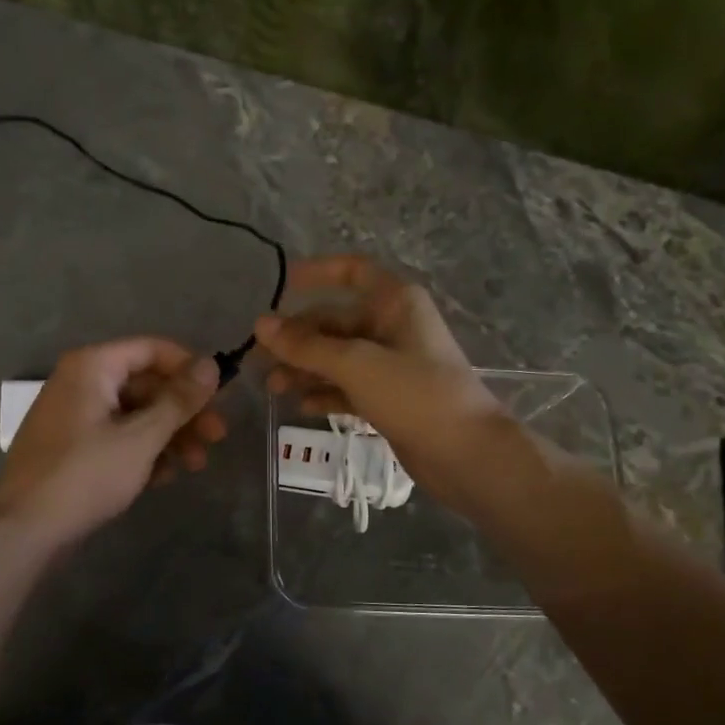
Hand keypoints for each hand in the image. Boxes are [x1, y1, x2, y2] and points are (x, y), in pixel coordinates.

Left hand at [0, 337, 227, 548]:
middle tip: (217, 437)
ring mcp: (74, 416)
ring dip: (169, 436)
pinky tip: (163, 478)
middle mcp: (81, 382)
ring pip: (134, 414)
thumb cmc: (86, 475)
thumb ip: (178, 400)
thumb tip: (211, 365)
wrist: (25, 528)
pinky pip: (116, 437)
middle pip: (146, 385)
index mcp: (92, 367)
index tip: (220, 396)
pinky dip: (142, 452)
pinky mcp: (72, 448)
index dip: (189, 369)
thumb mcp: (141, 437)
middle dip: (184, 411)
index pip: (152, 350)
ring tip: (196, 465)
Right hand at [255, 255, 528, 512]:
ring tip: (273, 388)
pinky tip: (302, 406)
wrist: (465, 453)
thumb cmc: (415, 394)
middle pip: (336, 321)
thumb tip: (260, 324)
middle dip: (298, 338)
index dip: (316, 273)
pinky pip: (348, 387)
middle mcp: (393, 326)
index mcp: (395, 302)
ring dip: (306, 369)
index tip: (280, 287)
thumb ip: (306, 346)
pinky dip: (326, 393)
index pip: (352, 271)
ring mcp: (392, 364)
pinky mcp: (390, 398)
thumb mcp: (355, 364)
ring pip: (338, 357)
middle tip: (260, 359)